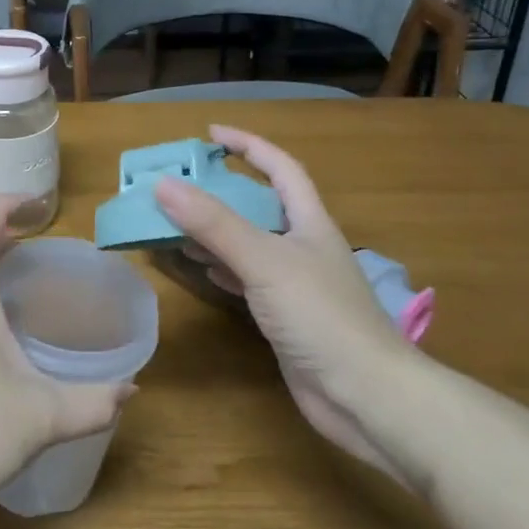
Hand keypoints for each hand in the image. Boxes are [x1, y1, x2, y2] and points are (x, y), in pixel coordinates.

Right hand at [155, 125, 415, 482]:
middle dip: (223, 191)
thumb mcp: (264, 261)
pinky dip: (223, 269)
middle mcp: (304, 246)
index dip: (248, 145)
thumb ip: (214, 224)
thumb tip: (164, 184)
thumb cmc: (321, 316)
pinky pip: (248, 280)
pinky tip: (202, 269)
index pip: (280, 168)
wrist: (365, 395)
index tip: (209, 134)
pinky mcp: (287, 317)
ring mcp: (296, 284)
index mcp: (310, 222)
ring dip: (217, 231)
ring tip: (176, 224)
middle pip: (261, 205)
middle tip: (180, 185)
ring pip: (251, 244)